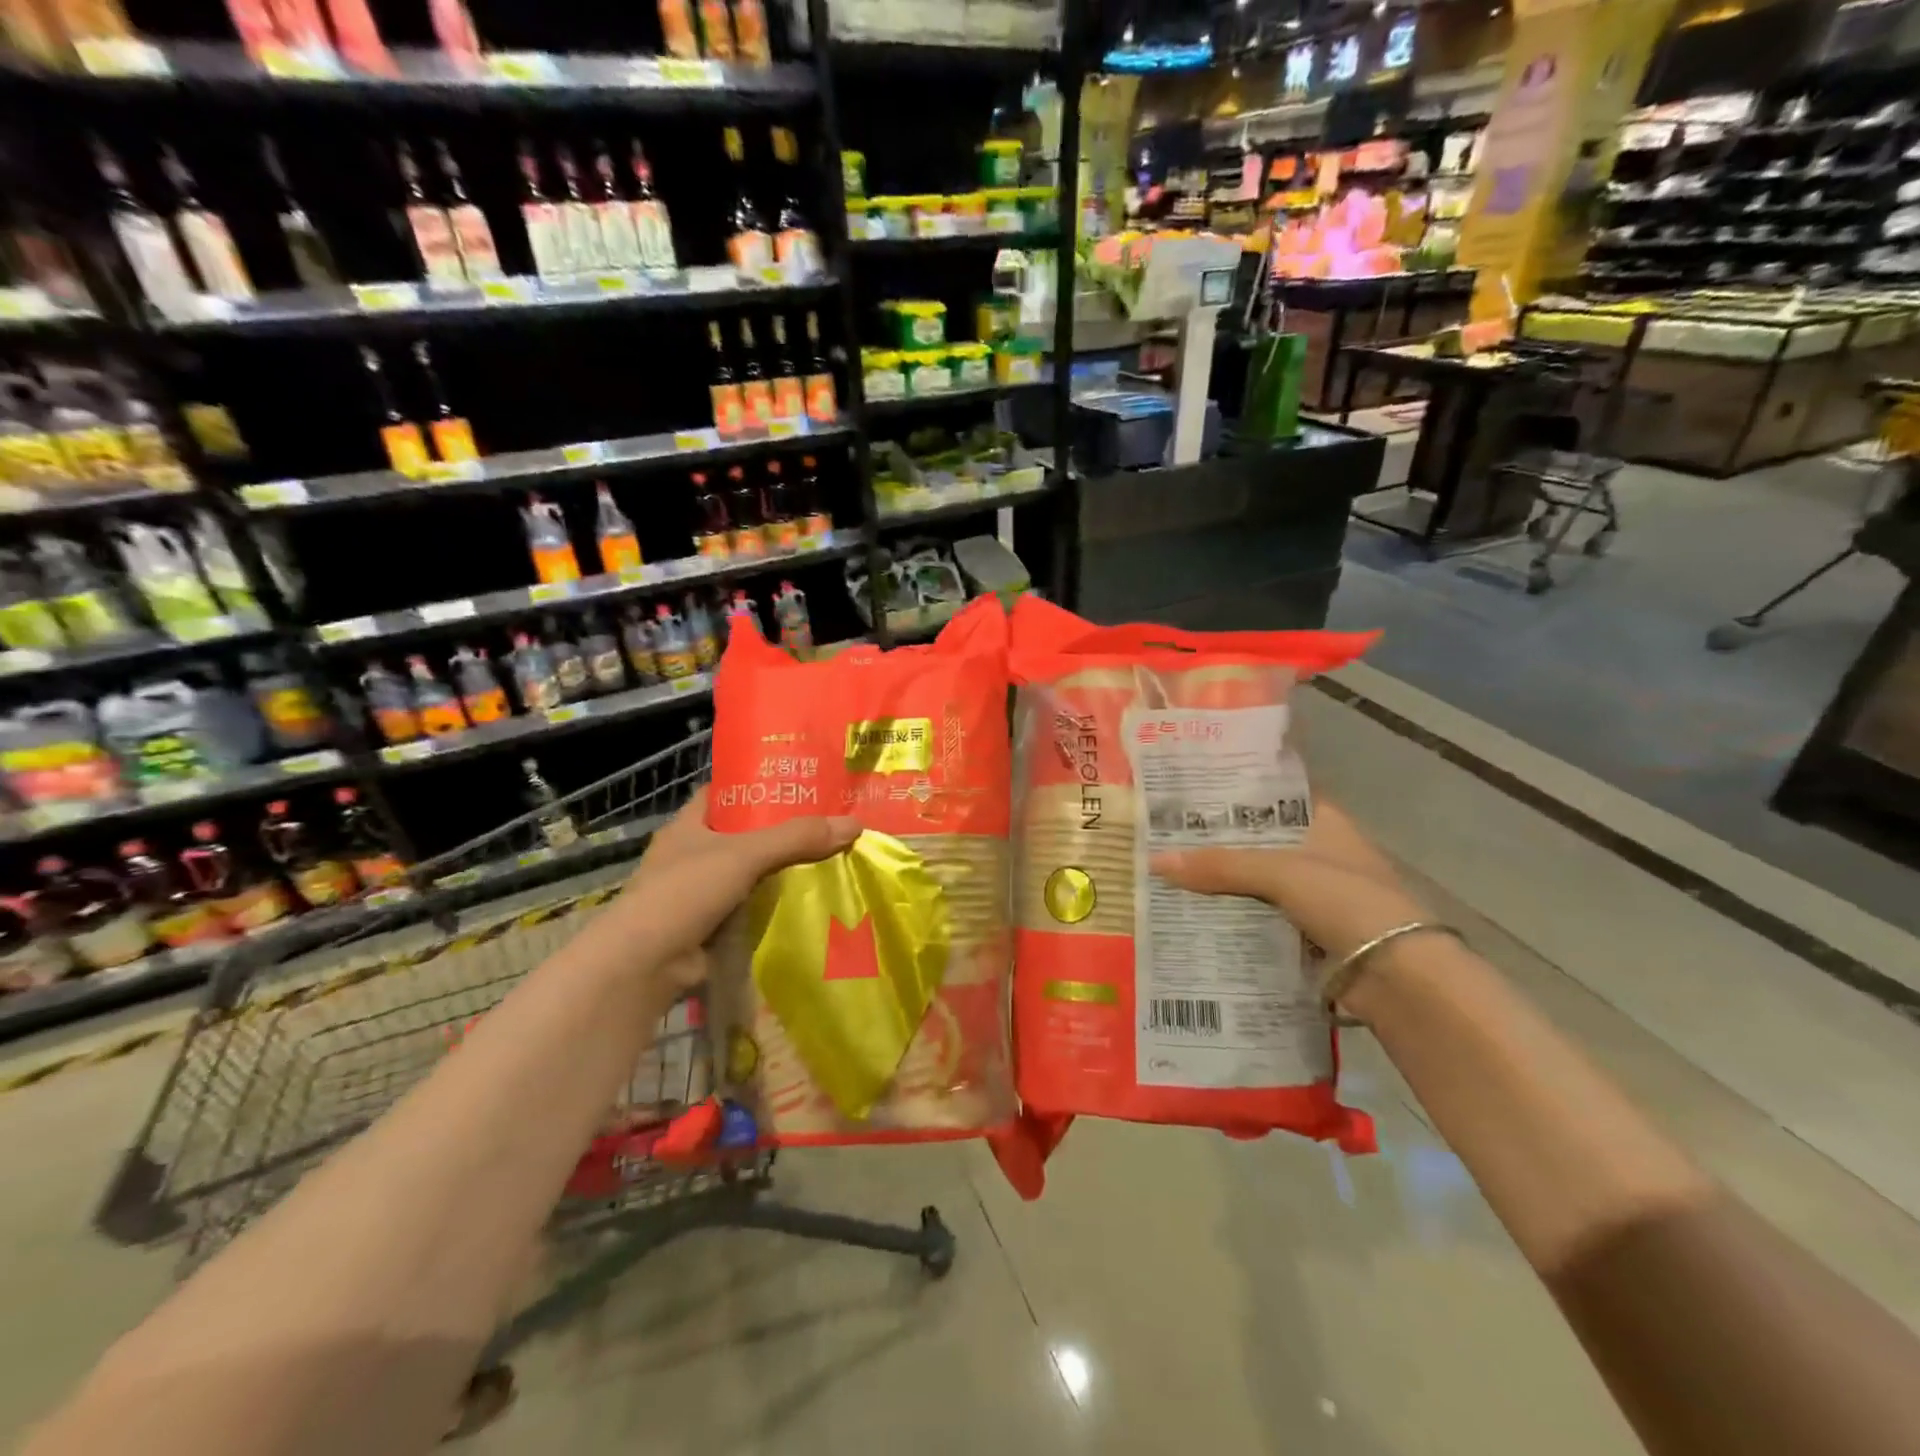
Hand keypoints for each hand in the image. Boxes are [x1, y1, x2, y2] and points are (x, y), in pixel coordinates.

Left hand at [618, 788, 861, 989]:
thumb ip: (798, 838)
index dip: (757, 784)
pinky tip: (808, 902)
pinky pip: (749, 908)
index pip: (725, 793)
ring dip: (780, 871)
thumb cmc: (685, 892)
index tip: (798, 782)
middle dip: (781, 830)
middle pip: (743, 834)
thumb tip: (855, 823)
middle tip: (827, 821)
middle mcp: (691, 855)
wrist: (644, 965)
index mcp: (688, 826)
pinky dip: (773, 906)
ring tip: (829, 858)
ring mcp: (698, 894)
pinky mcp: (708, 927)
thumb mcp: (745, 855)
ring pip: (749, 873)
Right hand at [1149, 800, 1426, 961]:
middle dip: (1218, 842)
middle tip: (1165, 836)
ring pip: (1258, 882)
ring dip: (1223, 884)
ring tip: (1169, 874)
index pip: (1274, 795)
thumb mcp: (1281, 873)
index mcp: (1326, 822)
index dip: (1236, 792)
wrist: (1402, 978)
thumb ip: (1220, 865)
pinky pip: (1262, 918)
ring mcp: (1318, 896)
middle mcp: (1322, 853)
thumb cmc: (1349, 902)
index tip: (1190, 792)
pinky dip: (1235, 918)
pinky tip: (1196, 916)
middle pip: (1260, 841)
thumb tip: (1154, 860)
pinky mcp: (1311, 934)